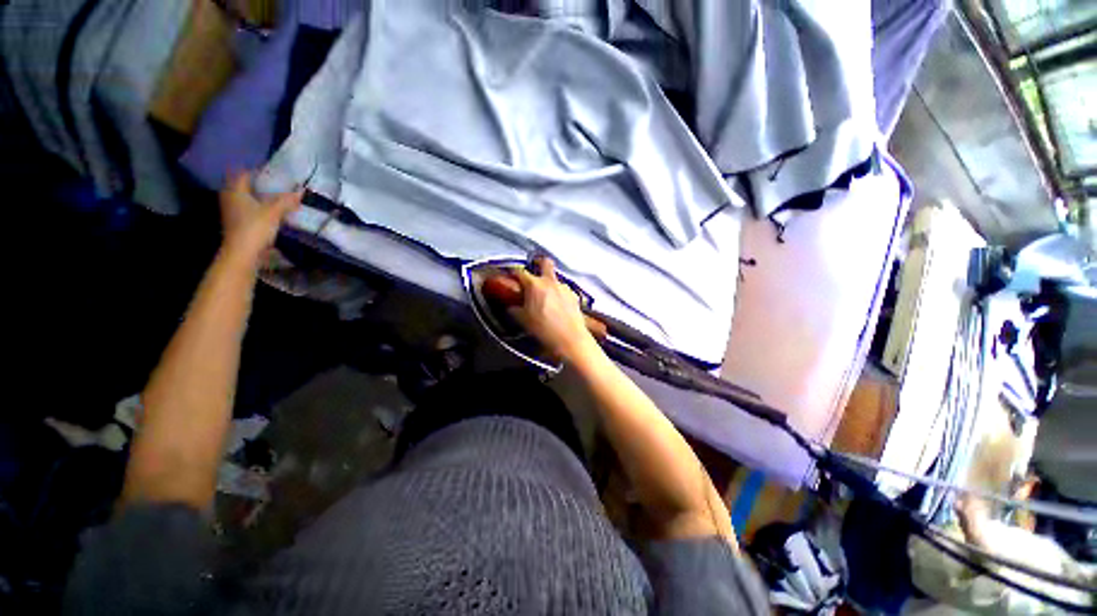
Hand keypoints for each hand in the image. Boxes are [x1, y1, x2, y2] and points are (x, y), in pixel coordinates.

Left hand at [220, 171, 302, 264]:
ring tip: (274, 198)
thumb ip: (286, 200)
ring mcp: (231, 212)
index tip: (270, 171)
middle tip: (273, 184)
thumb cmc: (255, 228)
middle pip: (242, 186)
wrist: (242, 253)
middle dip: (256, 184)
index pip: (243, 174)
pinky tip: (268, 213)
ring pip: (244, 199)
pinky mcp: (236, 224)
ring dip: (256, 197)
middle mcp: (230, 198)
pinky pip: (246, 210)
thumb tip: (301, 190)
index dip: (256, 171)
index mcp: (236, 191)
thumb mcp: (274, 212)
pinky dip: (256, 208)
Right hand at [508, 256, 594, 361]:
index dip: (513, 272)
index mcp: (534, 285)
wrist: (570, 340)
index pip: (520, 271)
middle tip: (533, 271)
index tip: (510, 275)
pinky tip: (557, 306)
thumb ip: (515, 309)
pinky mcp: (574, 296)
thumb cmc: (544, 330)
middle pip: (545, 262)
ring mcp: (564, 288)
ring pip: (555, 278)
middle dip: (538, 263)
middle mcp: (550, 282)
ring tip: (545, 297)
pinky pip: (564, 290)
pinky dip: (559, 294)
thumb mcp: (523, 320)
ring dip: (549, 283)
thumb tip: (511, 306)